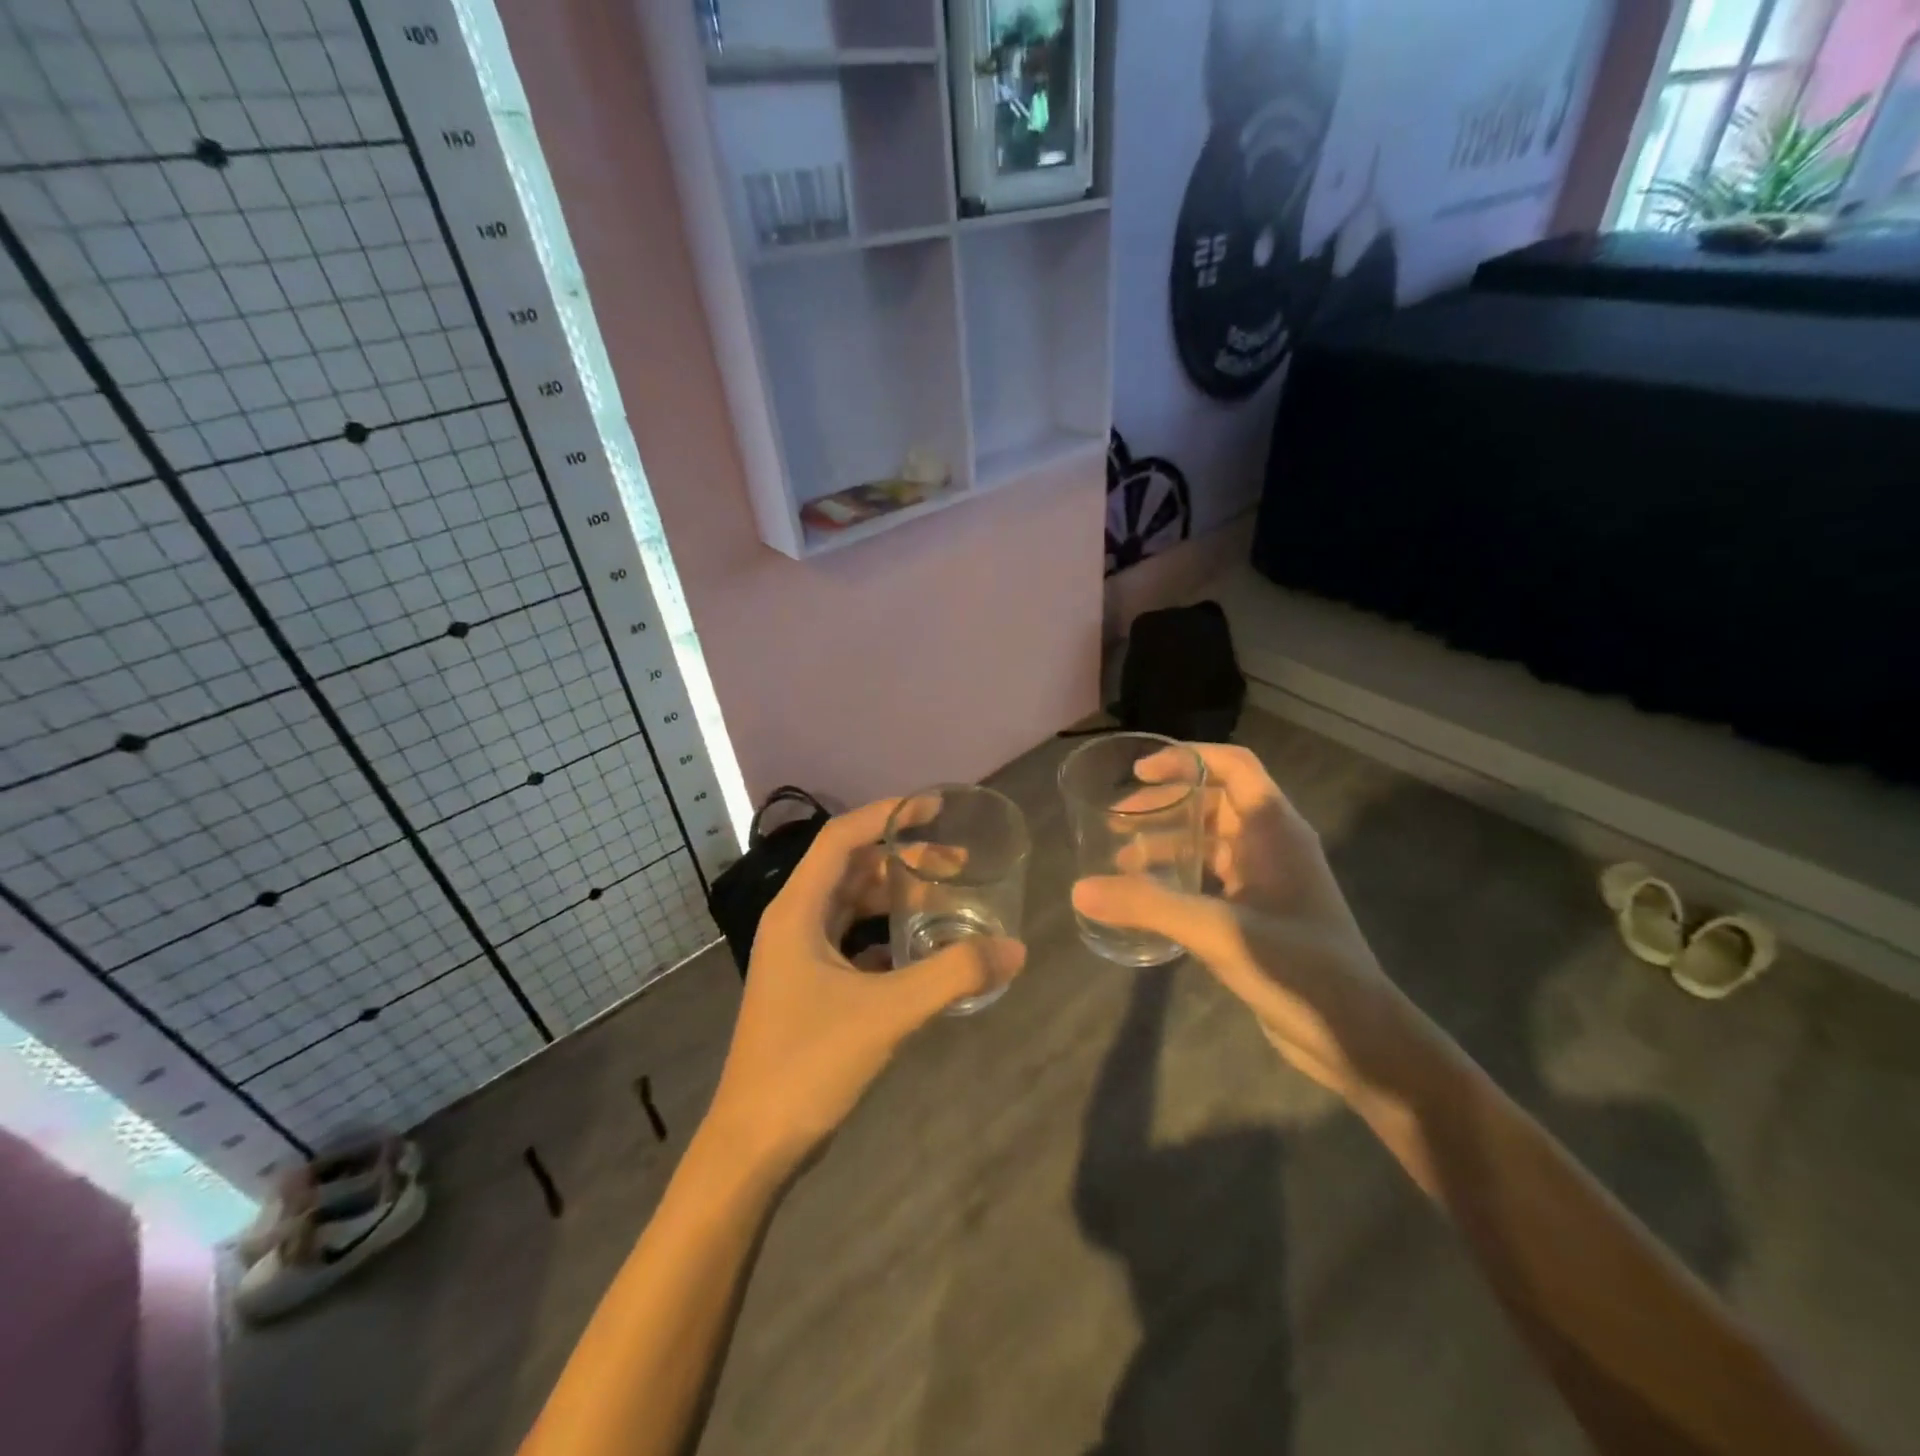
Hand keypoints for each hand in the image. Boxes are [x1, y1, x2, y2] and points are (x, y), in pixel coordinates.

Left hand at [706, 799, 1026, 1167]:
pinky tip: (924, 951)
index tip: (936, 808)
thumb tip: (1015, 949)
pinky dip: (888, 935)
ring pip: (853, 906)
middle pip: (853, 868)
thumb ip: (953, 975)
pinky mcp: (809, 987)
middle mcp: (794, 922)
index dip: (888, 814)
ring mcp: (799, 956)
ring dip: (897, 898)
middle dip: (905, 860)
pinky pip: (854, 941)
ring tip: (948, 903)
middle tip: (959, 864)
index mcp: (798, 910)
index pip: (843, 836)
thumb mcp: (888, 1013)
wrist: (754, 1144)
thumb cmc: (809, 1063)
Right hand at [1073, 744, 1394, 1097]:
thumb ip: (1149, 906)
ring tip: (1122, 860)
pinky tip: (1150, 897)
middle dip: (1165, 805)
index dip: (1185, 759)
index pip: (1232, 766)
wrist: (1357, 1037)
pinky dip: (1180, 875)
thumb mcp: (1218, 931)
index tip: (1138, 772)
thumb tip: (1079, 889)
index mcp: (1274, 829)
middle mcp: (1273, 844)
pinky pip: (1213, 876)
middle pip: (1215, 801)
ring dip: (1168, 842)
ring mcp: (1269, 879)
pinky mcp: (1261, 913)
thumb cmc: (1298, 968)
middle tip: (1117, 820)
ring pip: (1212, 841)